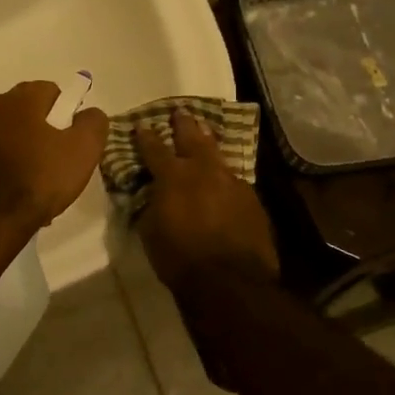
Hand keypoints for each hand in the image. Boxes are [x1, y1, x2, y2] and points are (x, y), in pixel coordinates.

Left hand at [0, 81, 110, 237]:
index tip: (75, 140)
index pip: (52, 91)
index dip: (68, 113)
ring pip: (14, 136)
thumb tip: (89, 114)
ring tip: (43, 183)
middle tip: (62, 161)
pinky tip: (23, 193)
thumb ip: (93, 123)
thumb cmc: (40, 176)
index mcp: (19, 97)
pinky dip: (12, 168)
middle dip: (47, 132)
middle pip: (31, 112)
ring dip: (29, 152)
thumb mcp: (83, 149)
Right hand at [134, 109, 279, 290]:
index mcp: (173, 176)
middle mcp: (203, 170)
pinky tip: (224, 176)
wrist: (231, 282)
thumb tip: (153, 193)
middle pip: (192, 137)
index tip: (141, 125)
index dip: (146, 136)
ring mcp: (232, 182)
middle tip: (180, 111)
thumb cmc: (180, 258)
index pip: (154, 148)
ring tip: (205, 130)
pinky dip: (224, 174)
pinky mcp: (252, 199)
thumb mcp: (151, 230)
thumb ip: (152, 204)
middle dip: (184, 124)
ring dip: (208, 141)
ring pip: (217, 153)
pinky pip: (234, 178)